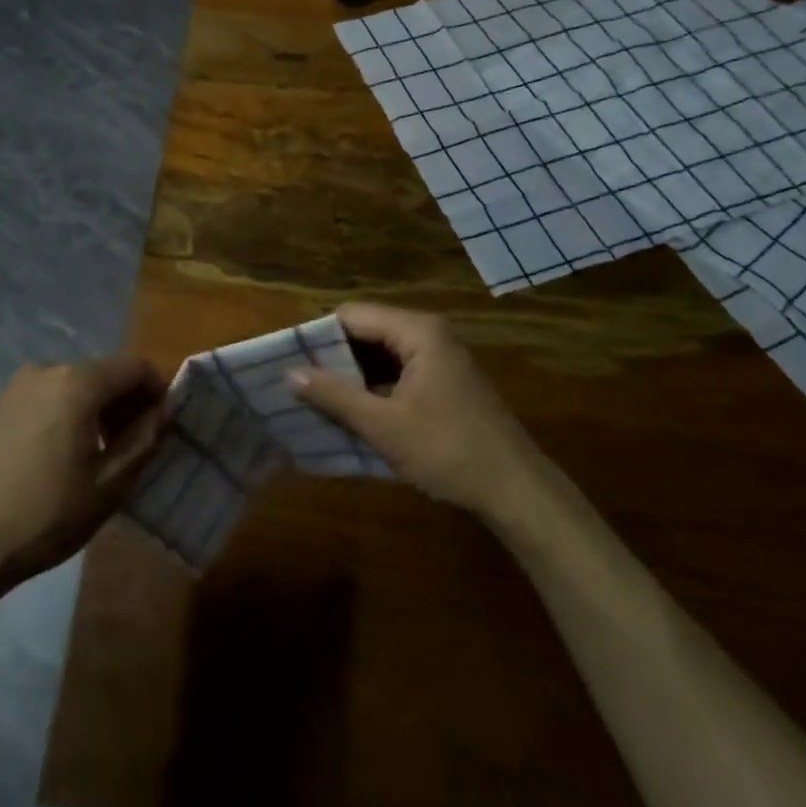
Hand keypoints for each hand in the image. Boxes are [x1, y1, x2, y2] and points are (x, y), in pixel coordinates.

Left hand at [0, 356, 170, 593]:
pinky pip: (51, 396)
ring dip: (99, 409)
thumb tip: (166, 410)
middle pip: (105, 373)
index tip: (165, 425)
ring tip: (103, 455)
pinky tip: (66, 455)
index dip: (158, 390)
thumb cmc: (46, 514)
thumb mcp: (109, 484)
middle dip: (128, 402)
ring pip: (77, 385)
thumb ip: (145, 439)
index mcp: (78, 382)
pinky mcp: (1, 405)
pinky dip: (71, 413)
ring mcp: (19, 385)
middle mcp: (48, 369)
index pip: (135, 367)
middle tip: (137, 446)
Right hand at [290, 303, 538, 519]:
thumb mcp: (384, 426)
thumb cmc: (448, 451)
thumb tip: (288, 373)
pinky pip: (398, 369)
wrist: (516, 491)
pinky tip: (354, 409)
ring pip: (381, 352)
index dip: (318, 335)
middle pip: (367, 330)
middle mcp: (429, 333)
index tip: (290, 361)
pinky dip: (374, 385)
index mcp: (417, 331)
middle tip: (299, 381)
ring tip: (318, 396)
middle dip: (334, 355)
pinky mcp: (444, 379)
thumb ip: (335, 395)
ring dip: (352, 373)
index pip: (352, 315)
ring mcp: (440, 356)